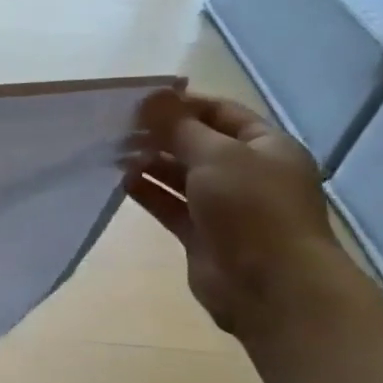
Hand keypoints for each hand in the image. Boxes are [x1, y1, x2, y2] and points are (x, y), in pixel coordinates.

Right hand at [126, 92, 343, 334]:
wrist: (271, 286)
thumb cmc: (253, 209)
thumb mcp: (217, 156)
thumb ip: (180, 127)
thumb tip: (151, 97)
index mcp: (266, 147)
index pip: (220, 113)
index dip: (182, 104)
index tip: (138, 102)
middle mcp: (247, 173)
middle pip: (198, 143)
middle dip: (160, 134)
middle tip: (116, 127)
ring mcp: (224, 205)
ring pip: (180, 175)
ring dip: (149, 162)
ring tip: (111, 152)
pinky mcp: (201, 233)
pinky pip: (169, 204)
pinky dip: (146, 192)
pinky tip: (118, 181)